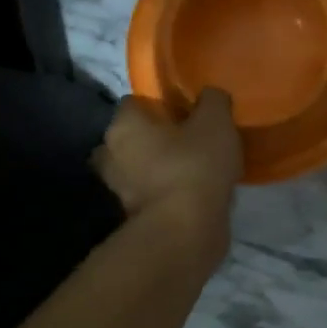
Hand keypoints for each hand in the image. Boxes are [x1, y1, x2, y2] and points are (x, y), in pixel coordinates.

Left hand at [93, 90, 242, 240]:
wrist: (185, 232)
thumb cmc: (195, 166)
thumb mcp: (216, 121)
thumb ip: (213, 100)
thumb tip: (210, 95)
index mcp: (123, 125)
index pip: (134, 102)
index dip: (160, 104)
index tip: (186, 112)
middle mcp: (110, 154)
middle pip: (132, 137)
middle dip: (154, 139)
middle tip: (188, 141)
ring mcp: (118, 190)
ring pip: (139, 169)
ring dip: (159, 169)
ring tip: (194, 170)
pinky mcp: (132, 218)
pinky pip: (150, 195)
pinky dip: (166, 194)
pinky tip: (193, 194)